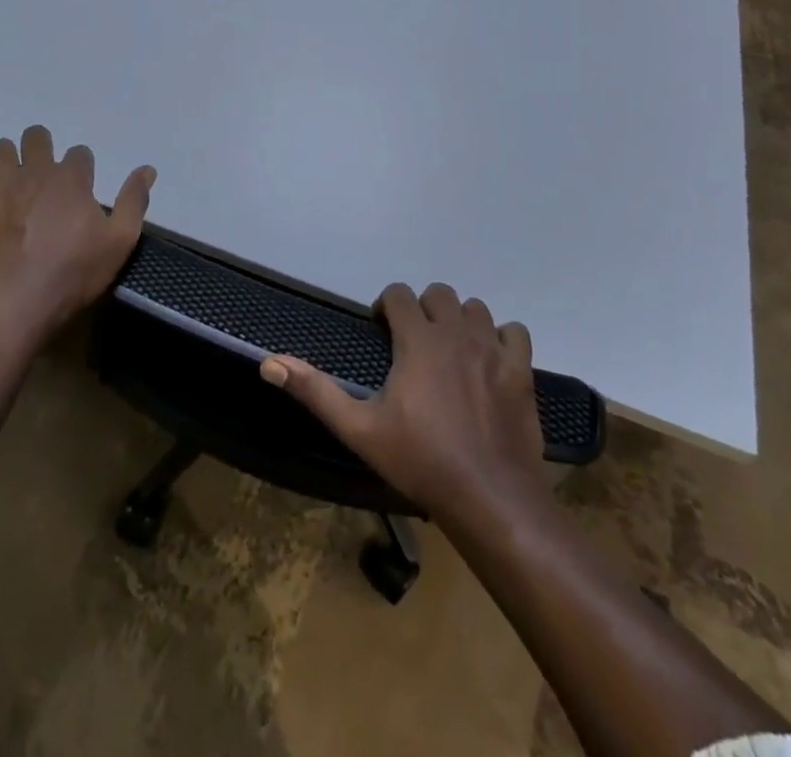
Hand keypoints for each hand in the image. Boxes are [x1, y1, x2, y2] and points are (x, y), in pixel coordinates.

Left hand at [0, 124, 155, 334]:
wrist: (20, 302)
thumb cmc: (75, 272)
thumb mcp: (120, 240)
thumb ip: (134, 201)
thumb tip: (148, 169)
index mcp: (72, 179)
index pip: (80, 152)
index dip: (83, 167)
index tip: (83, 188)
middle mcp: (37, 172)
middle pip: (36, 136)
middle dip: (42, 147)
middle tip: (46, 173)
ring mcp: (3, 186)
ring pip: (1, 147)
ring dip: (9, 157)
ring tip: (14, 179)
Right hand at [260, 282, 543, 522]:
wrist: (489, 497)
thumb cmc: (419, 461)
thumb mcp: (359, 429)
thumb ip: (315, 391)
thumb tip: (269, 363)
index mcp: (418, 340)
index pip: (400, 294)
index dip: (387, 306)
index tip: (382, 332)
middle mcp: (456, 332)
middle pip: (439, 294)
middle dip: (423, 309)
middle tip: (414, 342)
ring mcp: (493, 349)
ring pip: (475, 308)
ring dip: (459, 320)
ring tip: (449, 351)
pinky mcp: (521, 370)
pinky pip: (514, 332)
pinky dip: (501, 338)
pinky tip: (489, 360)